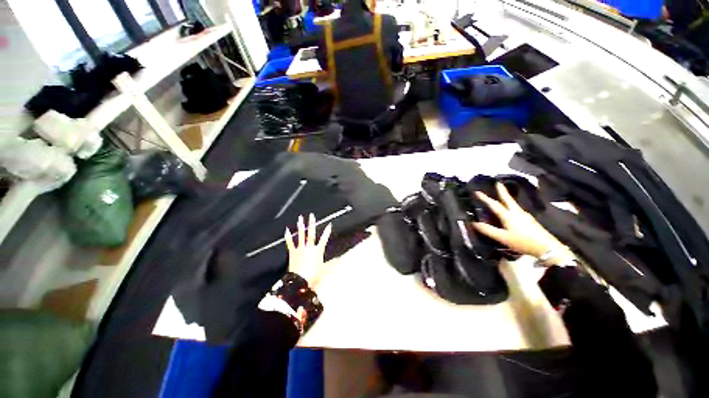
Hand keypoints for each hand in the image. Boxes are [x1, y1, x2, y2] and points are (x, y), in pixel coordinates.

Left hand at [285, 214, 332, 288]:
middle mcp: (309, 247)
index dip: (327, 232)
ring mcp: (300, 249)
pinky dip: (288, 237)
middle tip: (311, 215)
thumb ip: (332, 265)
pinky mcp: (293, 252)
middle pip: (311, 233)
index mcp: (318, 251)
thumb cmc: (313, 276)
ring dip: (300, 226)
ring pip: (301, 235)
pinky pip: (290, 243)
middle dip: (312, 223)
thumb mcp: (324, 271)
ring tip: (300, 218)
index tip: (329, 225)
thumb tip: (341, 263)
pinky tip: (286, 230)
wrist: (300, 282)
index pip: (324, 239)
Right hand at [472, 183, 571, 262]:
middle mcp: (517, 213)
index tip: (477, 192)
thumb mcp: (503, 238)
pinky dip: (511, 206)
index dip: (485, 198)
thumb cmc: (523, 242)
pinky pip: (517, 209)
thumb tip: (474, 223)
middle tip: (498, 183)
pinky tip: (511, 210)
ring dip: (507, 198)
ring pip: (513, 204)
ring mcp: (525, 216)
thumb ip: (488, 230)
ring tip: (502, 196)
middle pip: (508, 200)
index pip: (494, 205)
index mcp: (508, 216)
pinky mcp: (530, 221)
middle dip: (502, 191)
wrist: (547, 248)